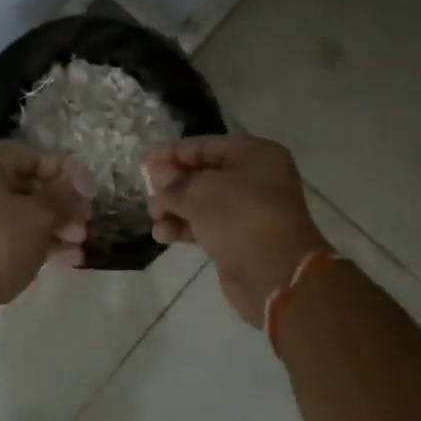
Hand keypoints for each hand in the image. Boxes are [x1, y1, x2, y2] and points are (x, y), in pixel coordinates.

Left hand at [0, 141, 92, 330]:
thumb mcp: (39, 216)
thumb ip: (64, 194)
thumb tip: (80, 180)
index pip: (32, 156)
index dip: (66, 175)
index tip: (90, 195)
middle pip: (25, 185)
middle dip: (60, 205)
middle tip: (86, 223)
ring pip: (16, 210)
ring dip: (51, 225)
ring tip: (80, 243)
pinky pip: (3, 230)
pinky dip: (31, 240)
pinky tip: (65, 258)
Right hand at [145, 134, 330, 324]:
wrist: (276, 274)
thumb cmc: (241, 218)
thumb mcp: (201, 192)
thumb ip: (175, 182)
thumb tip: (158, 173)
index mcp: (255, 155)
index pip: (206, 146)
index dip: (173, 153)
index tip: (144, 162)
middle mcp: (255, 178)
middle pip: (204, 174)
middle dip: (173, 184)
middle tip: (148, 194)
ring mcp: (249, 211)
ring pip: (203, 202)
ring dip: (175, 208)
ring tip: (153, 217)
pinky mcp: (240, 239)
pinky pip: (207, 226)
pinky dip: (185, 227)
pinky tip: (163, 235)